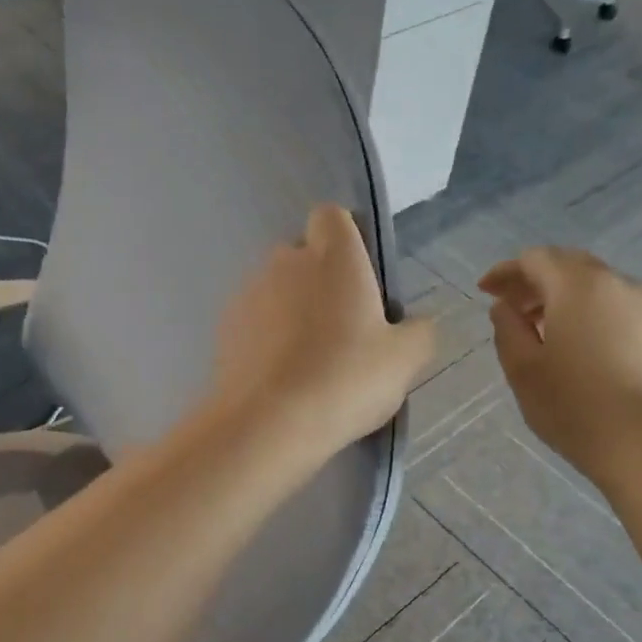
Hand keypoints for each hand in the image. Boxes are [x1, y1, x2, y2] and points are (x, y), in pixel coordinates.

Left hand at [213, 205, 435, 460]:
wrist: (270, 424)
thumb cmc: (347, 378)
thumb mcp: (405, 359)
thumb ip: (418, 331)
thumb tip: (413, 324)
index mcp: (333, 256)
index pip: (332, 217)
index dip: (346, 241)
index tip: (360, 279)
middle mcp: (285, 262)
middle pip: (303, 257)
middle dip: (320, 283)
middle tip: (343, 330)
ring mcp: (247, 295)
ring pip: (275, 291)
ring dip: (291, 313)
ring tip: (309, 362)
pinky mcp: (224, 330)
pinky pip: (252, 324)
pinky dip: (266, 340)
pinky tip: (281, 378)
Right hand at [479, 248, 641, 480]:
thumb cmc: (574, 406)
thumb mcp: (523, 369)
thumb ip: (507, 329)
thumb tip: (506, 307)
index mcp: (577, 285)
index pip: (535, 259)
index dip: (506, 272)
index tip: (485, 291)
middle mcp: (617, 283)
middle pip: (569, 266)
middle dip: (536, 281)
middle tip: (511, 308)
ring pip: (597, 287)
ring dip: (565, 298)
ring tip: (544, 331)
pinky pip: (618, 308)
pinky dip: (591, 314)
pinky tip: (581, 347)